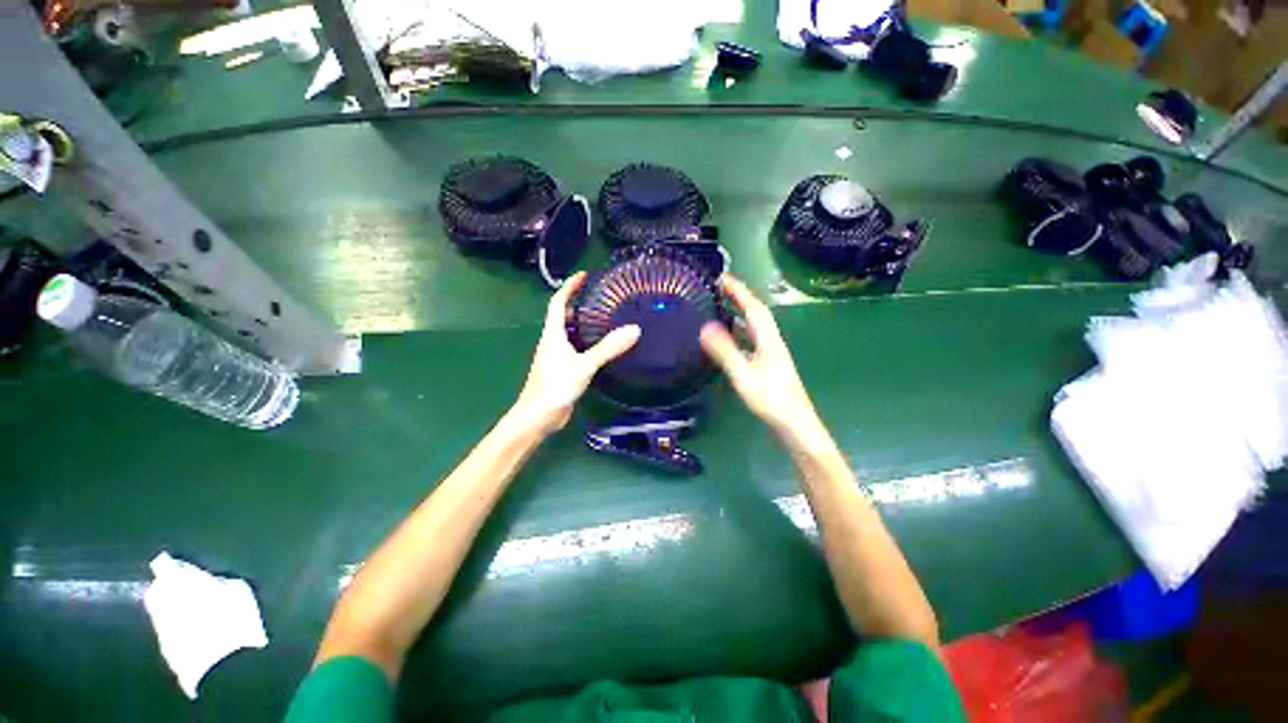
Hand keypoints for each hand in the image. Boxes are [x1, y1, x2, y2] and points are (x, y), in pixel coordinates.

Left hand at [512, 272, 640, 433]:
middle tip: (601, 297)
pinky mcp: (563, 370)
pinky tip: (602, 348)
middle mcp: (553, 341)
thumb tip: (634, 329)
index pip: (558, 302)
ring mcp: (557, 356)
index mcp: (553, 334)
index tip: (584, 275)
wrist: (538, 416)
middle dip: (579, 303)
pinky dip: (587, 342)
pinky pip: (576, 348)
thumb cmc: (555, 386)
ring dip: (584, 323)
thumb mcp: (584, 365)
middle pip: (564, 316)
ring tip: (606, 318)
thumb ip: (608, 348)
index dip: (569, 286)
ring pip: (570, 333)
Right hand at [700, 275, 831, 449]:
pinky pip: (751, 339)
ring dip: (739, 312)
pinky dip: (739, 331)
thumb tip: (705, 326)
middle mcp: (771, 341)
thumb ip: (725, 351)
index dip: (738, 290)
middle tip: (719, 287)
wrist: (795, 424)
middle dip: (739, 296)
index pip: (753, 307)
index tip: (722, 276)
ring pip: (754, 326)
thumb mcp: (744, 374)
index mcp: (768, 339)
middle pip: (756, 313)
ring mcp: (771, 353)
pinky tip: (730, 337)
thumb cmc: (770, 399)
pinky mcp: (768, 364)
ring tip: (721, 306)